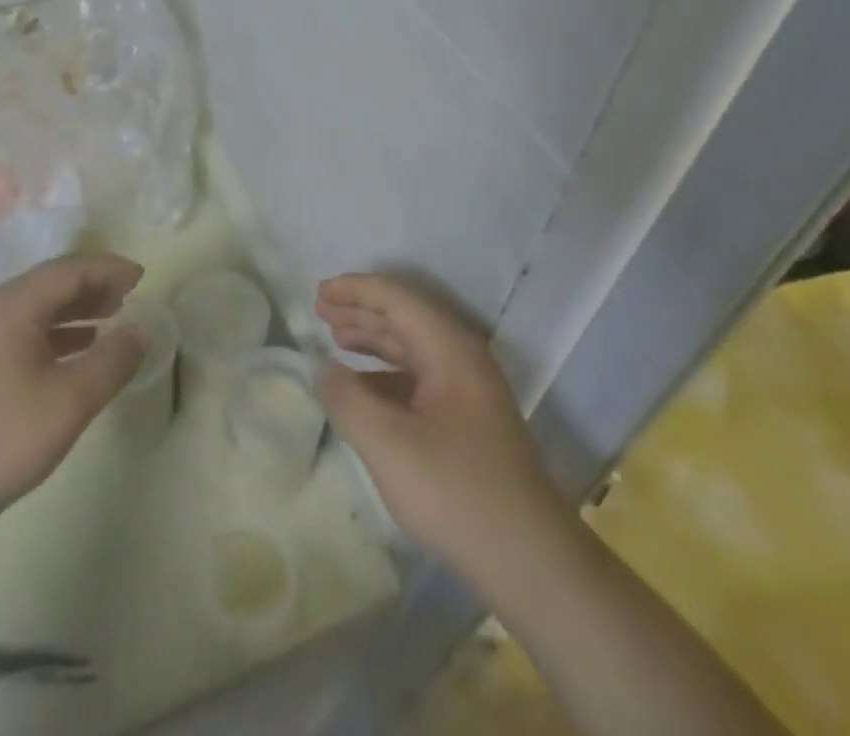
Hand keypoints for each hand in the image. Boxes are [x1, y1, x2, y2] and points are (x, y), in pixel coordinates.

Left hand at [0, 253, 148, 539]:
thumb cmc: (4, 439)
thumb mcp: (72, 400)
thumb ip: (113, 360)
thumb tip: (141, 331)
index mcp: (13, 306)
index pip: (70, 270)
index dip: (109, 269)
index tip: (143, 277)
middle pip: (52, 282)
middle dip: (94, 285)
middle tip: (131, 295)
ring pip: (39, 306)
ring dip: (77, 307)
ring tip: (112, 316)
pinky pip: (26, 329)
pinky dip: (58, 330)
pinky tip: (78, 348)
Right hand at [316, 274, 560, 576]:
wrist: (529, 560)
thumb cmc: (455, 491)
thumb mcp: (388, 444)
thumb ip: (348, 399)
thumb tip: (324, 370)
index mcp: (449, 348)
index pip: (397, 299)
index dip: (356, 290)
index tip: (320, 291)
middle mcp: (461, 358)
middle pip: (405, 318)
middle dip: (361, 310)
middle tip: (320, 308)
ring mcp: (467, 391)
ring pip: (412, 348)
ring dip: (373, 339)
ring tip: (336, 337)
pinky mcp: (467, 421)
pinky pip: (418, 379)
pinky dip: (386, 374)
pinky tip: (363, 388)